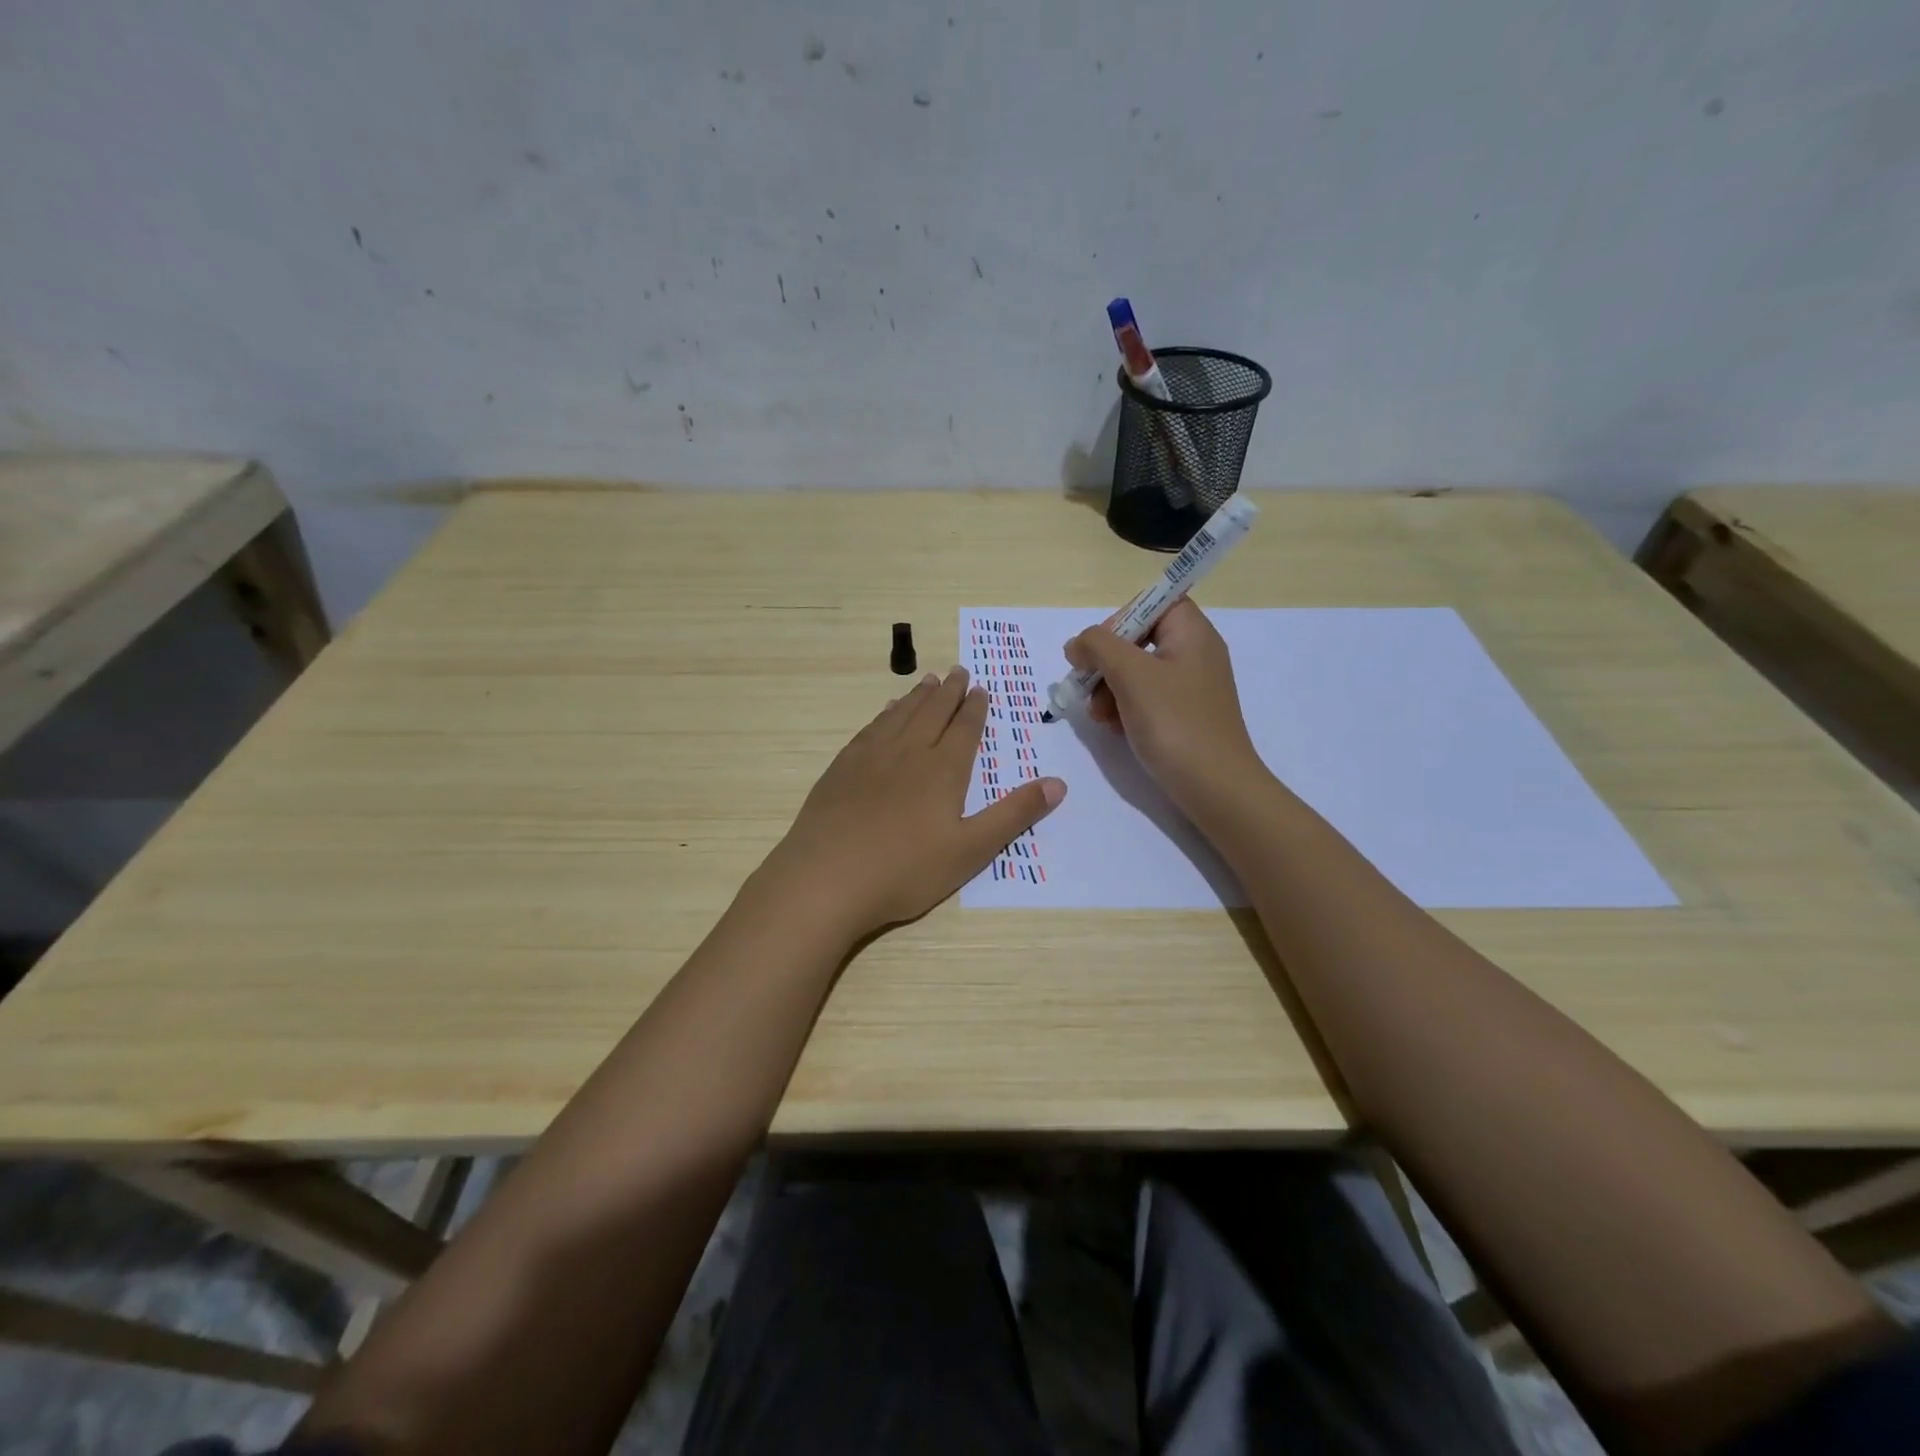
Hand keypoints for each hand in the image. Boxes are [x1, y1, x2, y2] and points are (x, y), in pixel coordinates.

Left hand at [765, 667, 1065, 938]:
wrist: (827, 878)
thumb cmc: (905, 870)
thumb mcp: (971, 850)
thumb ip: (1014, 815)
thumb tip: (1059, 783)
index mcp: (943, 770)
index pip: (964, 728)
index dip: (974, 708)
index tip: (980, 688)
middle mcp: (908, 752)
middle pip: (933, 712)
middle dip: (949, 691)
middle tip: (958, 671)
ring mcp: (870, 757)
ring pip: (900, 714)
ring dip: (918, 695)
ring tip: (929, 680)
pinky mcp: (842, 768)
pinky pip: (871, 728)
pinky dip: (885, 714)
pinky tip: (886, 712)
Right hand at [1064, 598, 1263, 815]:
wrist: (1215, 788)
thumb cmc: (1175, 723)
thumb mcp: (1131, 675)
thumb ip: (1098, 647)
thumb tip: (1077, 644)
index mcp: (1192, 633)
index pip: (1153, 603)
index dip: (1120, 619)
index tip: (1098, 649)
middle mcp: (1194, 654)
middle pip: (1138, 639)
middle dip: (1106, 663)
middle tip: (1088, 687)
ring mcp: (1190, 687)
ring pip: (1136, 672)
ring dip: (1109, 689)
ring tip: (1099, 716)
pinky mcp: (1183, 716)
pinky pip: (1145, 699)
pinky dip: (1124, 709)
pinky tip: (1113, 729)